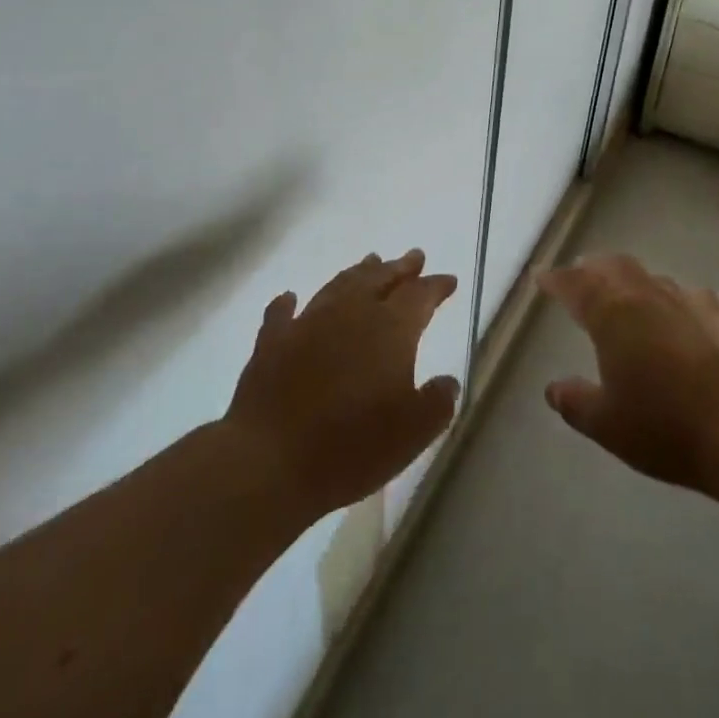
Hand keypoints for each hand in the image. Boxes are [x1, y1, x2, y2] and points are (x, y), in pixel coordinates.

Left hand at [225, 250, 459, 522]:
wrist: (270, 462)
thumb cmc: (352, 447)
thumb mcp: (413, 433)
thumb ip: (437, 403)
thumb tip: (448, 382)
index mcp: (390, 329)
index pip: (420, 295)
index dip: (436, 286)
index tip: (449, 279)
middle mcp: (351, 313)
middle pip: (380, 278)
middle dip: (400, 267)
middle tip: (414, 256)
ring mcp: (308, 323)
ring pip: (338, 286)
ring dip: (357, 273)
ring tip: (370, 261)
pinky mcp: (272, 342)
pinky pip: (282, 314)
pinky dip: (288, 304)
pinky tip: (290, 297)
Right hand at [541, 254, 718, 492]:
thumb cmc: (662, 425)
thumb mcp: (607, 424)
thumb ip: (576, 402)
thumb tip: (553, 388)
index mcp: (612, 316)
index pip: (576, 286)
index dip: (556, 280)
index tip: (542, 277)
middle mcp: (647, 298)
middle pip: (614, 267)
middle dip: (593, 268)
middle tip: (581, 274)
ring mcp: (688, 302)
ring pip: (651, 277)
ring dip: (632, 279)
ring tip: (625, 291)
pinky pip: (692, 296)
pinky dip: (677, 298)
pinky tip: (682, 309)